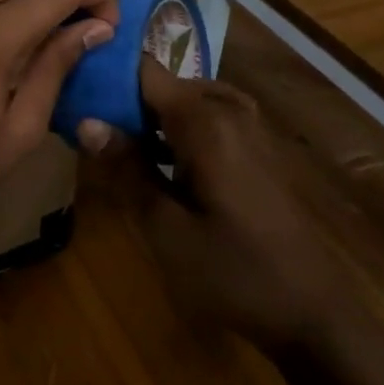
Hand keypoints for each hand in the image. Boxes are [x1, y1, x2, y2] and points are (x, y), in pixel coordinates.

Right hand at [85, 61, 351, 353]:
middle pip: (163, 85)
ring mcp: (247, 128)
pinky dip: (173, 131)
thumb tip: (85, 121)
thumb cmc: (234, 272)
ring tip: (107, 140)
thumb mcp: (166, 228)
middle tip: (80, 121)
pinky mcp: (254, 149)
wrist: (312, 313)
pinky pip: (204, 120)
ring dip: (147, 118)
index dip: (107, 72)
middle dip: (122, 99)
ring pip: (183, 103)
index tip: (71, 84)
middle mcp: (229, 110)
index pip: (145, 71)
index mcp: (206, 121)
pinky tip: (151, 161)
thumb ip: (126, 169)